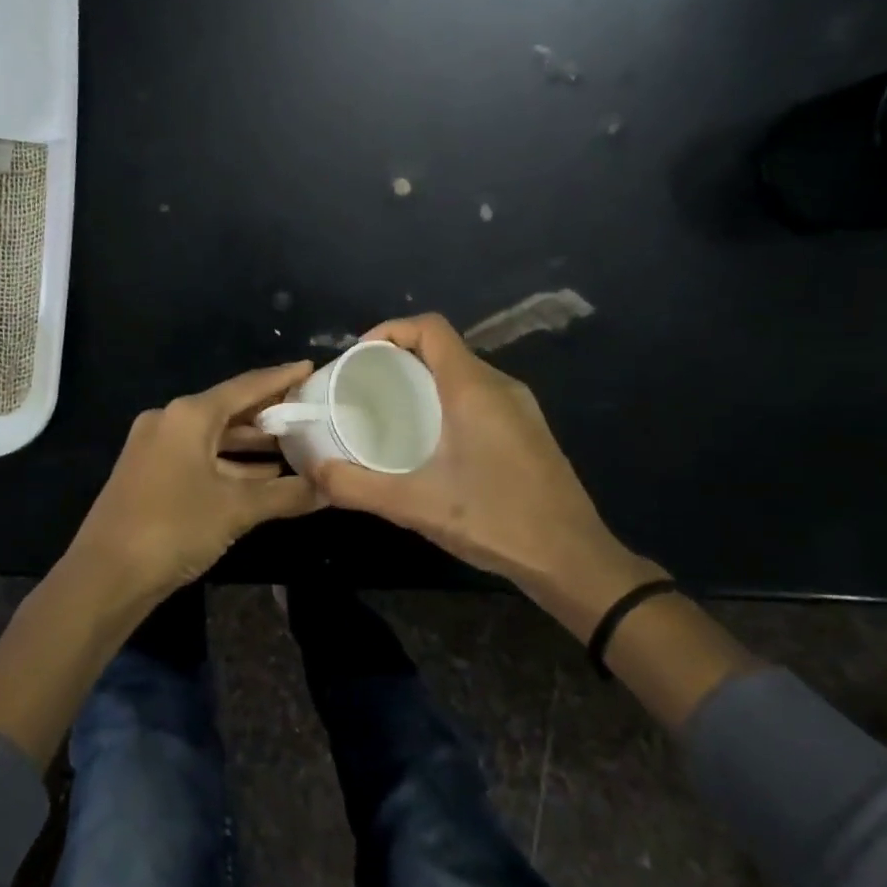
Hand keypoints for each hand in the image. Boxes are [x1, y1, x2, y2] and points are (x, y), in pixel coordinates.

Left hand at [67, 361, 324, 599]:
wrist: (106, 576)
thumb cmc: (174, 527)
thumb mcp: (237, 509)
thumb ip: (287, 494)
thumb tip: (332, 488)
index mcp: (189, 415)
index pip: (246, 386)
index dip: (281, 378)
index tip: (311, 368)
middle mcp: (170, 421)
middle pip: (230, 409)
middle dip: (270, 414)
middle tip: (310, 412)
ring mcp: (157, 448)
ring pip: (214, 437)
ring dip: (252, 444)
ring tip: (296, 445)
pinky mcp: (151, 474)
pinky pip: (200, 457)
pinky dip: (231, 464)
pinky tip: (262, 477)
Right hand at [311, 314, 650, 605]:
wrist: (572, 558)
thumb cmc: (494, 520)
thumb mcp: (415, 505)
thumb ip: (358, 487)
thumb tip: (314, 471)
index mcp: (473, 388)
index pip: (431, 327)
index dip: (390, 330)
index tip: (359, 358)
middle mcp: (500, 386)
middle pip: (444, 347)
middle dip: (400, 357)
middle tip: (364, 388)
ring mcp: (520, 407)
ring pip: (463, 373)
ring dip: (424, 380)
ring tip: (390, 412)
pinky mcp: (528, 429)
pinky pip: (480, 395)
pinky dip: (447, 399)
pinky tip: (431, 440)